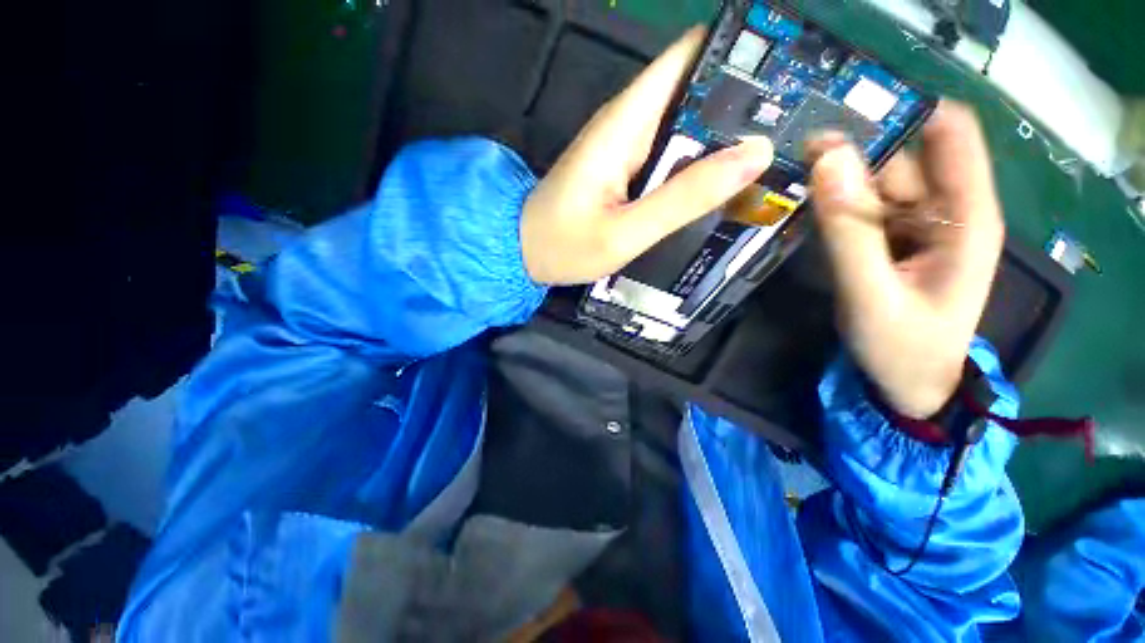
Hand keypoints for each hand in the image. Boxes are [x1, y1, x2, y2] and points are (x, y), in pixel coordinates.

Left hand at [521, 28, 774, 284]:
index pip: (686, 59)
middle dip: (741, 103)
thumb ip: (683, 198)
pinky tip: (722, 181)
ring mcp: (624, 147)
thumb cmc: (564, 245)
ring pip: (684, 124)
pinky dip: (697, 162)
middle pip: (693, 90)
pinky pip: (669, 154)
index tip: (785, 73)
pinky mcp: (623, 169)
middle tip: (792, 127)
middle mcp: (626, 124)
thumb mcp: (625, 232)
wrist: (523, 252)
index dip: (736, 55)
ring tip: (772, 154)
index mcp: (624, 125)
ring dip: (723, 136)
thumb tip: (752, 155)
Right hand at [806, 102, 1004, 417]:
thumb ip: (847, 230)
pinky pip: (862, 208)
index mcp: (966, 216)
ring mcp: (917, 226)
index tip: (845, 113)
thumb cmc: (902, 348)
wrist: (906, 386)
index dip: (903, 111)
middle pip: (902, 157)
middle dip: (854, 149)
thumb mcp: (870, 293)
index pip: (949, 133)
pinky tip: (805, 204)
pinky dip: (835, 202)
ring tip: (791, 173)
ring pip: (877, 182)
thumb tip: (827, 159)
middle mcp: (946, 210)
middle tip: (795, 153)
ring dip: (837, 176)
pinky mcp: (892, 241)